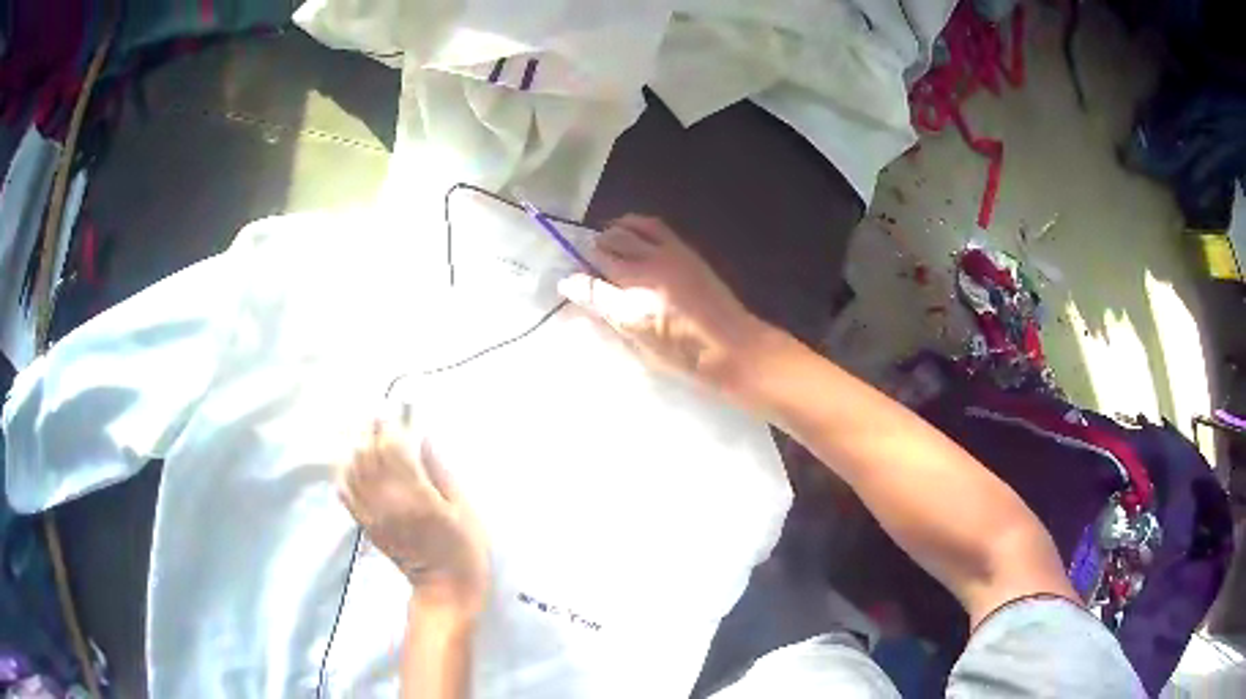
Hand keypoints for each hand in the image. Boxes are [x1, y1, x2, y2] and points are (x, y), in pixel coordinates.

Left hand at [338, 416, 489, 617]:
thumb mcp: (464, 509)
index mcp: (416, 497)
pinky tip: (347, 461)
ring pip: (352, 470)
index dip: (389, 424)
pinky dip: (343, 472)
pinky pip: (346, 494)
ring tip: (360, 430)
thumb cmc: (463, 550)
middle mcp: (388, 502)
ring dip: (352, 446)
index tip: (391, 407)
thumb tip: (424, 439)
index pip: (392, 449)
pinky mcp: (367, 526)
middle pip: (367, 455)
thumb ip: (441, 473)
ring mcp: (373, 515)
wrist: (445, 591)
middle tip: (374, 412)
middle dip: (368, 428)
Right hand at [558, 215, 774, 401]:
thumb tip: (579, 298)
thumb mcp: (639, 348)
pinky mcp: (681, 250)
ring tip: (601, 244)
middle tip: (582, 264)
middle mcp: (643, 275)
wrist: (731, 345)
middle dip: (587, 255)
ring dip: (606, 236)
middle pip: (602, 251)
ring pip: (623, 232)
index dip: (573, 281)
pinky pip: (649, 225)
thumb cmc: (684, 358)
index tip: (566, 282)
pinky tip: (626, 229)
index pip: (588, 284)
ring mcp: (664, 257)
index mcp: (630, 307)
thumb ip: (608, 319)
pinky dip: (632, 223)